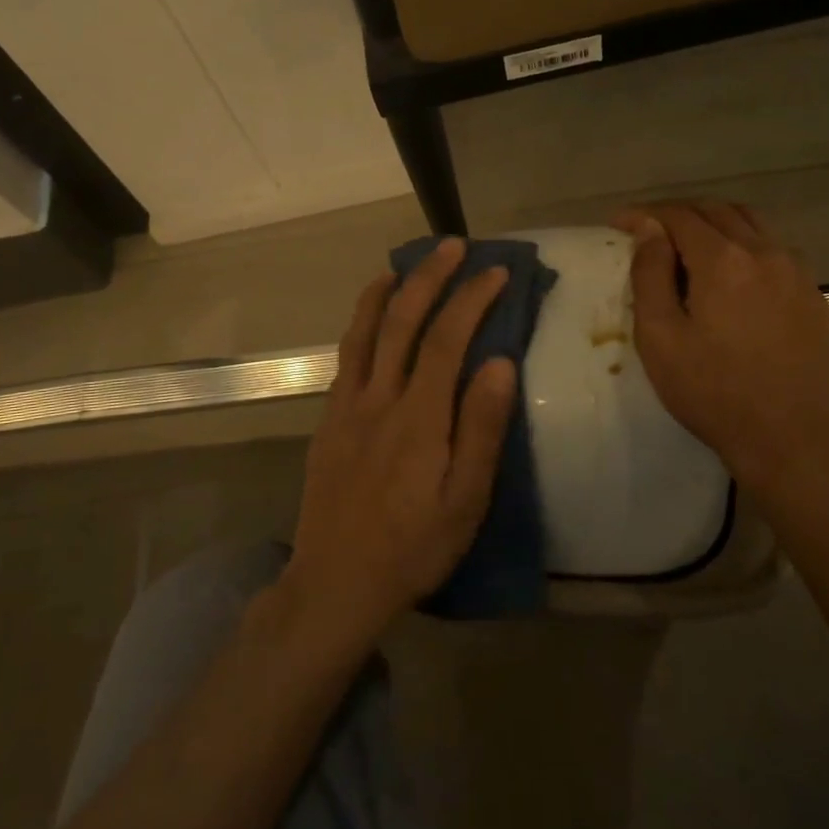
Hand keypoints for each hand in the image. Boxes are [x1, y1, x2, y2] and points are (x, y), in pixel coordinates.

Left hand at [283, 239, 516, 644]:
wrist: (336, 583)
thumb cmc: (414, 547)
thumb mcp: (465, 500)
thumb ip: (482, 429)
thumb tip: (500, 362)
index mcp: (419, 418)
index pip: (446, 339)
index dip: (471, 299)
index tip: (496, 272)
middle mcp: (378, 399)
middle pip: (402, 322)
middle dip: (429, 277)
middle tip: (453, 246)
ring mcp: (346, 407)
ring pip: (364, 332)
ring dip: (385, 291)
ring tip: (403, 263)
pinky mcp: (328, 421)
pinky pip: (345, 358)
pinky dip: (360, 325)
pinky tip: (369, 320)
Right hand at [613, 201, 828, 487]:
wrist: (787, 435)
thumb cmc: (711, 391)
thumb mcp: (660, 337)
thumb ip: (650, 275)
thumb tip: (649, 230)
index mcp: (724, 260)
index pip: (679, 216)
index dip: (645, 214)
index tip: (619, 222)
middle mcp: (765, 252)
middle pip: (717, 211)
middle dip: (679, 214)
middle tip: (650, 233)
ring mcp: (796, 271)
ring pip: (752, 223)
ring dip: (715, 224)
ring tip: (689, 246)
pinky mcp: (812, 294)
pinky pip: (775, 249)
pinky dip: (746, 245)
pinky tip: (733, 274)